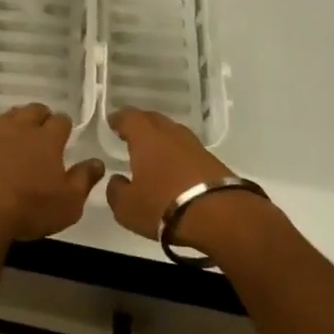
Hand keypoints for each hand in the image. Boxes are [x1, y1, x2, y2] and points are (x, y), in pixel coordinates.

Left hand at [0, 104, 104, 247]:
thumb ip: (84, 180)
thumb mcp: (68, 204)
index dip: (64, 125)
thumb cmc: (28, 209)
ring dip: (15, 122)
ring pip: (8, 115)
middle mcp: (21, 127)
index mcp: (47, 139)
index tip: (65, 133)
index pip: (61, 120)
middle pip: (34, 110)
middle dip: (41, 116)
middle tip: (42, 130)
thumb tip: (97, 162)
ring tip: (17, 135)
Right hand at [105, 107, 259, 252]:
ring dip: (162, 139)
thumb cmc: (164, 206)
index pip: (128, 117)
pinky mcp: (213, 160)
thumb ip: (116, 191)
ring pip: (172, 133)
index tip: (112, 122)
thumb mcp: (127, 207)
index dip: (118, 119)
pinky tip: (176, 169)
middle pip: (152, 119)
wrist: (220, 216)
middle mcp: (170, 132)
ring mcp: (194, 145)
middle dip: (140, 124)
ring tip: (154, 152)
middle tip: (131, 134)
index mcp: (145, 136)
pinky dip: (178, 155)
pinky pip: (188, 150)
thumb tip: (117, 180)